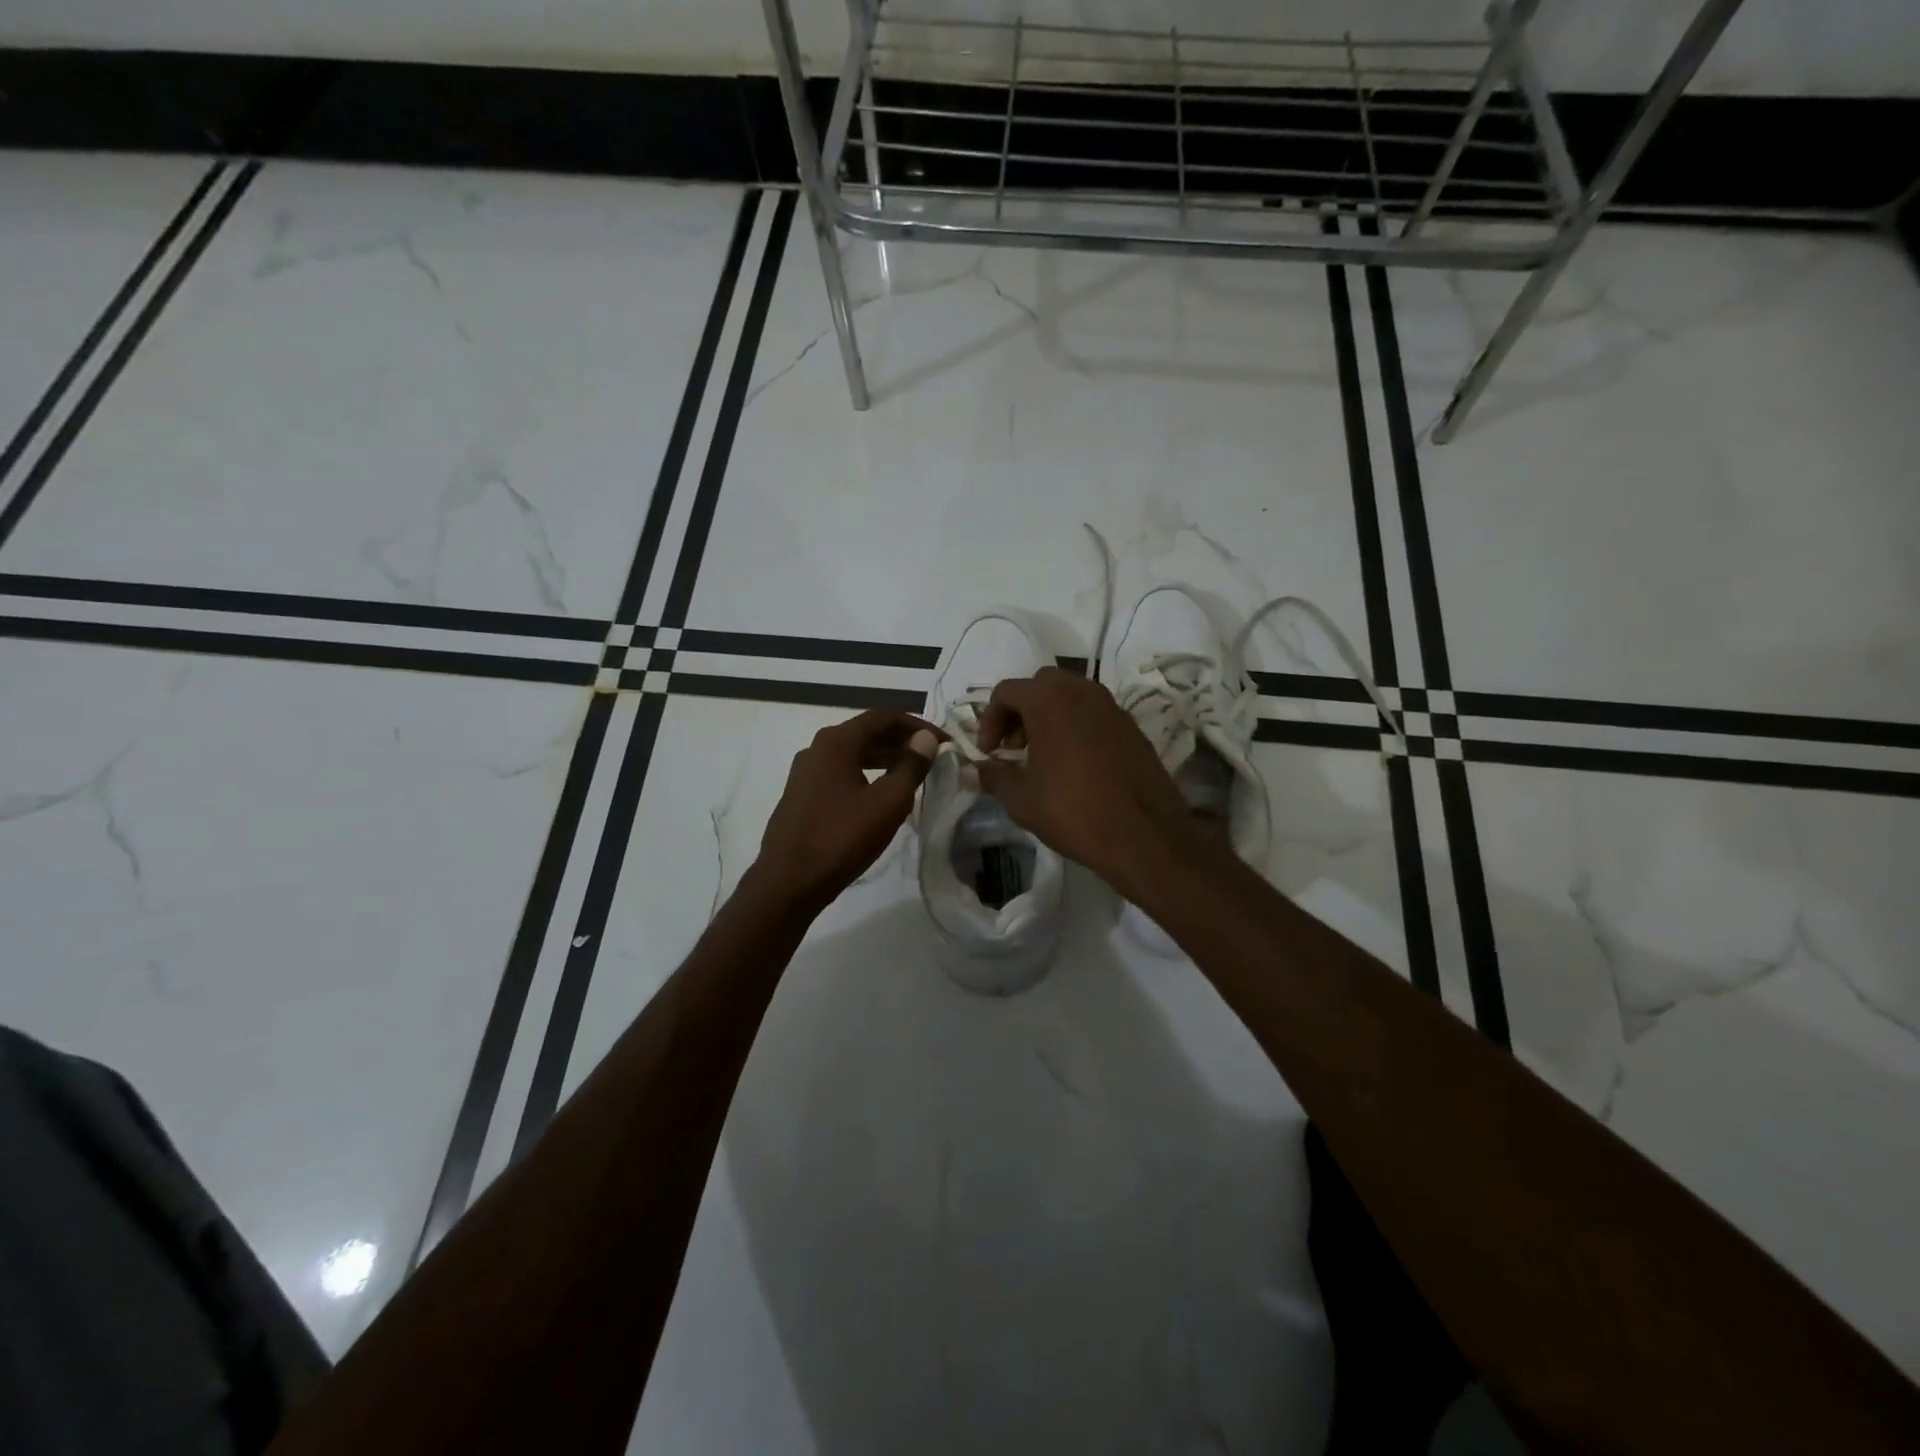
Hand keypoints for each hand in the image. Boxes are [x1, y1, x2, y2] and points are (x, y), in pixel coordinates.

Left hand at [753, 708, 942, 914]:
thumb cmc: (842, 838)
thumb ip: (911, 766)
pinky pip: (841, 772)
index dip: (918, 725)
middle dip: (902, 741)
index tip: (945, 742)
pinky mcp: (801, 794)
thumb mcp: (888, 802)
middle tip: (933, 757)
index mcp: (837, 741)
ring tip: (913, 775)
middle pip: (867, 732)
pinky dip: (866, 774)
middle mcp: (817, 748)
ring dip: (885, 758)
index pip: (884, 716)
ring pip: (853, 753)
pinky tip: (881, 795)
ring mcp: (805, 772)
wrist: (787, 882)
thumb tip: (926, 738)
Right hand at [974, 667, 1190, 889]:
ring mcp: (1112, 707)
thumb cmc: (1073, 811)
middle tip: (1014, 747)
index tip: (989, 752)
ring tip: (1042, 756)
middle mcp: (1082, 692)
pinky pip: (1094, 713)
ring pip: (1071, 695)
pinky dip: (1076, 726)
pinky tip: (1073, 764)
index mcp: (1050, 700)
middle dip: (1020, 711)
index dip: (990, 719)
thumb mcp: (1022, 799)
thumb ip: (993, 776)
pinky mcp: (1132, 727)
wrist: (1144, 834)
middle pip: (1041, 685)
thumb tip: (970, 771)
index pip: (1007, 691)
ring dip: (1049, 716)